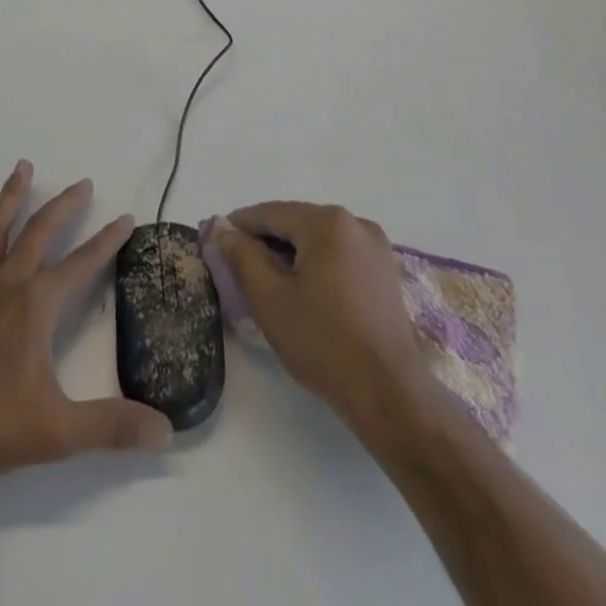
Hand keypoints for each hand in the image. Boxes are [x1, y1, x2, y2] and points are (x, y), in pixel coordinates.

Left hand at [0, 161, 172, 482]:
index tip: (125, 217)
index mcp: (37, 306)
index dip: (107, 240)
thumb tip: (166, 432)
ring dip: (11, 197)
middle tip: (83, 183)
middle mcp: (7, 284)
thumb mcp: (62, 431)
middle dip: (64, 205)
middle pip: (40, 232)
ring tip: (22, 166)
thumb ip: (114, 427)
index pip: (82, 263)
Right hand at [212, 201, 428, 432]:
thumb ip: (242, 256)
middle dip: (266, 242)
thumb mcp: (269, 298)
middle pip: (296, 223)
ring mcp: (375, 246)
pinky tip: (305, 293)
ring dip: (291, 255)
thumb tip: (224, 230)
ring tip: (269, 284)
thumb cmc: (323, 342)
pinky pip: (339, 255)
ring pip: (318, 240)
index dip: (238, 227)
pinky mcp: (385, 271)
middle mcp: (354, 222)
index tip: (215, 244)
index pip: (269, 213)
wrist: (390, 393)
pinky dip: (317, 266)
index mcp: (326, 221)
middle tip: (238, 269)